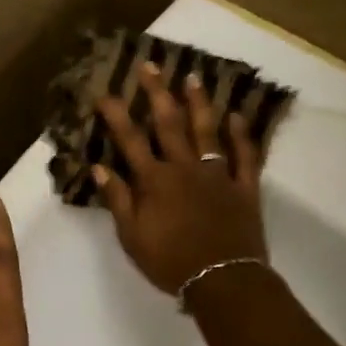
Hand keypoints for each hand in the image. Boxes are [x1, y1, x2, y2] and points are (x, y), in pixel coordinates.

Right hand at [93, 63, 268, 294]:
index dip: (117, 115)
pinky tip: (237, 116)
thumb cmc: (171, 262)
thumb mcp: (132, 236)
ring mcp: (218, 175)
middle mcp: (185, 168)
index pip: (131, 140)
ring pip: (208, 131)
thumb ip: (118, 200)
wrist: (222, 281)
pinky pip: (245, 156)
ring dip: (199, 103)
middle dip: (157, 93)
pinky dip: (241, 135)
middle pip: (169, 124)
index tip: (106, 92)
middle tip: (150, 65)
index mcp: (155, 181)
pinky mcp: (244, 188)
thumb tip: (100, 168)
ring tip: (193, 78)